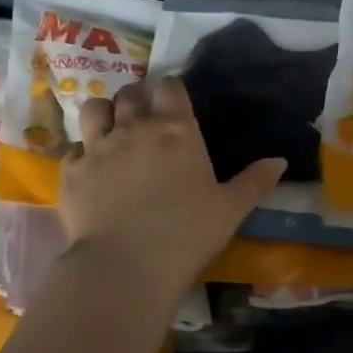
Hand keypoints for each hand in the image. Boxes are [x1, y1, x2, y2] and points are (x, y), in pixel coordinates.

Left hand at [62, 78, 285, 299]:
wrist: (126, 265)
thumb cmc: (186, 234)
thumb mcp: (231, 209)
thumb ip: (256, 181)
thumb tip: (280, 160)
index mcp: (176, 130)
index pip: (171, 87)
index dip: (172, 90)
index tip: (174, 101)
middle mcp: (134, 128)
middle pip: (131, 93)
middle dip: (138, 99)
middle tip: (144, 118)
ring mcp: (98, 147)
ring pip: (94, 109)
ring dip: (104, 114)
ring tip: (111, 130)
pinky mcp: (71, 171)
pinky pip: (72, 148)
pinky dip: (81, 153)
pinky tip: (89, 169)